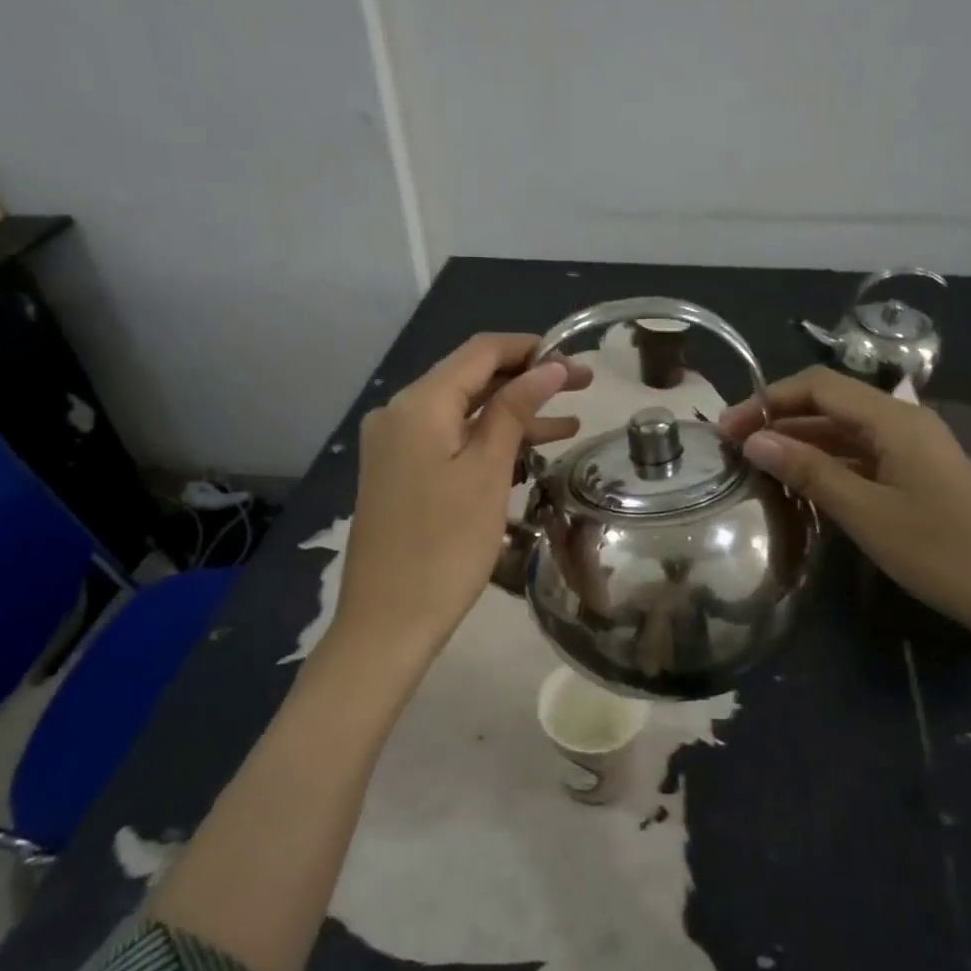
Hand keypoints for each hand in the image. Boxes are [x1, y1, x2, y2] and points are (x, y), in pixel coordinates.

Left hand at [334, 334, 590, 665]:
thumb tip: (548, 366)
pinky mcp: (400, 474)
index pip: (479, 352)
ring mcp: (396, 445)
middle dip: (527, 380)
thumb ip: (514, 411)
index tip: (576, 360)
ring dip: (512, 414)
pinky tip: (529, 452)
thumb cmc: (444, 547)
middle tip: (583, 386)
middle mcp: (399, 414)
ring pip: (463, 413)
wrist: (387, 622)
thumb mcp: (487, 473)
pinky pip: (450, 441)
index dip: (530, 349)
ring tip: (571, 421)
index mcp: (418, 404)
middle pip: (470, 379)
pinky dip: (488, 442)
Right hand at [718, 367, 970, 646]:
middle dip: (778, 419)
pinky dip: (827, 463)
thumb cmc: (941, 552)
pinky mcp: (918, 475)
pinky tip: (802, 484)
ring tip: (757, 465)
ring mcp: (914, 449)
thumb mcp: (865, 513)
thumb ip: (808, 471)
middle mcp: (904, 422)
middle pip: (830, 404)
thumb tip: (754, 440)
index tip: (727, 428)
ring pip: (845, 431)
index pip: (818, 386)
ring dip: (800, 442)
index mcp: (894, 419)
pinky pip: (862, 456)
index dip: (767, 400)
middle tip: (733, 448)